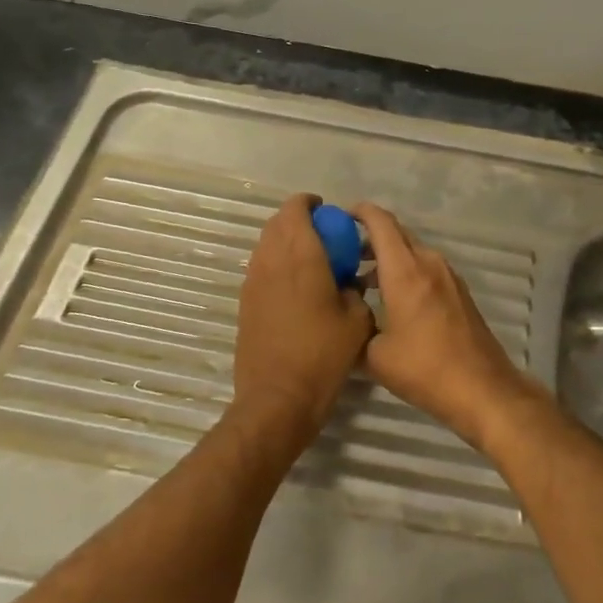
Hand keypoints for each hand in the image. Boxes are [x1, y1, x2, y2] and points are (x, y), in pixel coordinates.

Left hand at [231, 194, 374, 450]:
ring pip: (266, 245)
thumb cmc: (323, 354)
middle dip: (299, 222)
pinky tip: (296, 290)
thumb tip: (348, 282)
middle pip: (277, 223)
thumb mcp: (357, 320)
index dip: (311, 204)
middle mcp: (271, 259)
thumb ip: (355, 290)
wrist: (277, 398)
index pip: (296, 208)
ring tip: (311, 263)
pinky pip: (261, 269)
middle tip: (324, 237)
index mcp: (301, 254)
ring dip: (286, 244)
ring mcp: (253, 281)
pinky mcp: (245, 303)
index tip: (329, 214)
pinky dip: (277, 267)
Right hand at [350, 203, 528, 444]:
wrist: (483, 390)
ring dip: (388, 258)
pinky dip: (406, 272)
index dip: (359, 212)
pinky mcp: (459, 292)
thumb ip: (357, 328)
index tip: (339, 216)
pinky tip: (391, 300)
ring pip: (412, 252)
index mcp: (405, 270)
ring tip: (362, 281)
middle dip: (369, 237)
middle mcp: (429, 263)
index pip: (380, 223)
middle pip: (397, 234)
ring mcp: (448, 276)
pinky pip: (426, 269)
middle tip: (343, 253)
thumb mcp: (375, 356)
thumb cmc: (425, 369)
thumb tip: (348, 318)